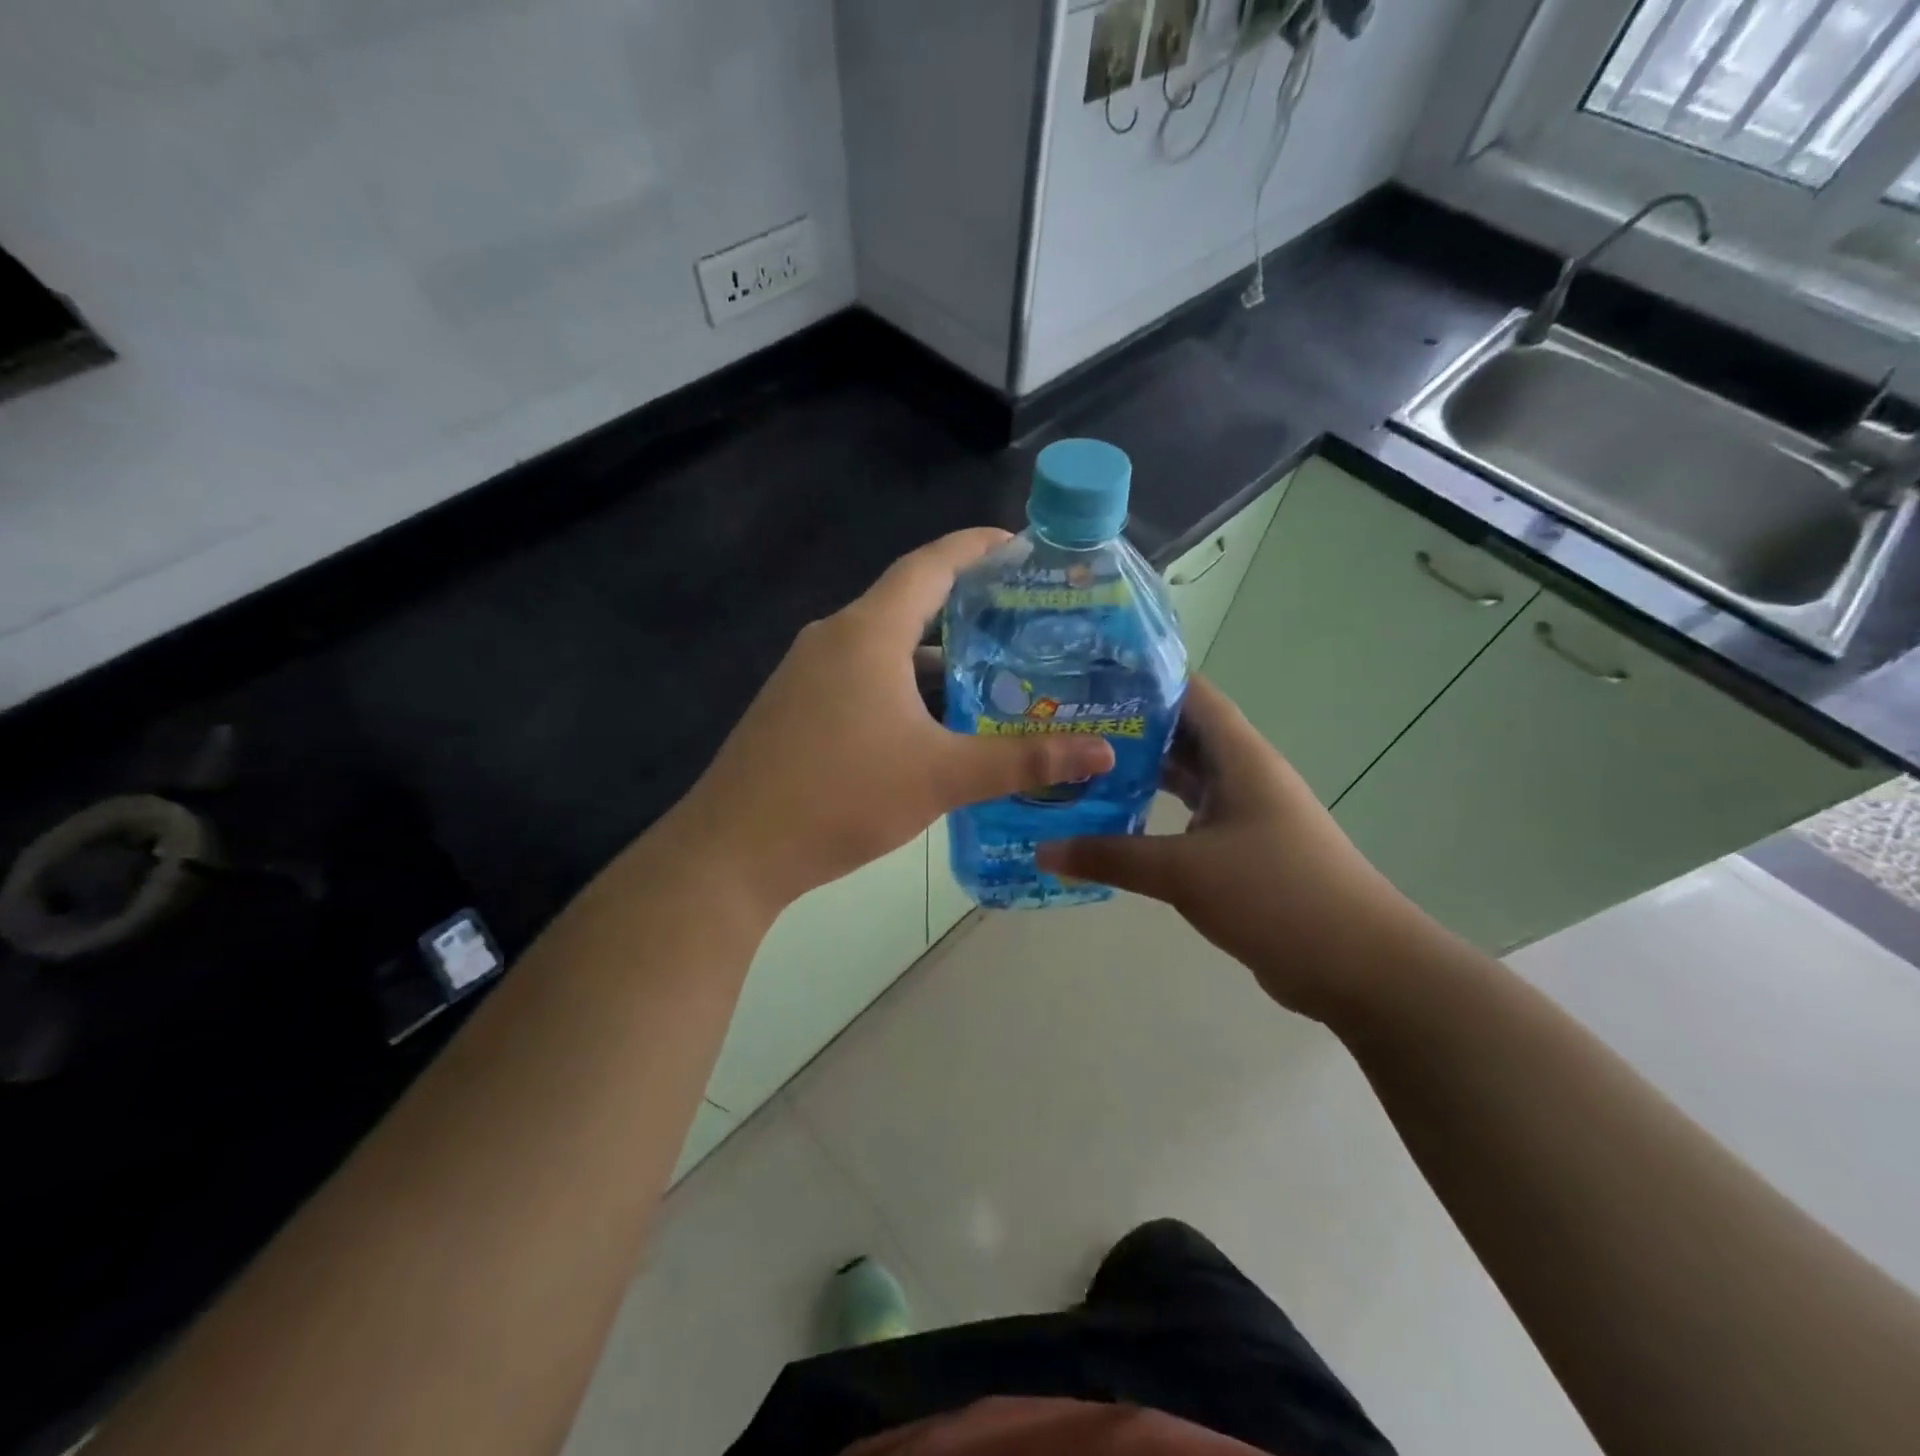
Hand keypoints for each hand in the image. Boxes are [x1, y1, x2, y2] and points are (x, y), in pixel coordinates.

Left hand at [673, 530, 1114, 908]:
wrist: (734, 851)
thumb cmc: (840, 797)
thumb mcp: (941, 777)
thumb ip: (1022, 761)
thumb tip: (1101, 752)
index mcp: (867, 633)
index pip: (930, 565)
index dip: (976, 547)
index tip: (1019, 545)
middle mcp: (833, 638)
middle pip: (908, 604)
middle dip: (966, 609)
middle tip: (1022, 623)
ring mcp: (806, 674)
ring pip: (883, 648)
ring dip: (934, 659)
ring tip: (989, 676)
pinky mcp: (794, 707)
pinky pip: (859, 677)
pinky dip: (901, 686)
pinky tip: (931, 724)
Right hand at [1037, 676, 1422, 1023]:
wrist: (1357, 964)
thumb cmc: (1276, 894)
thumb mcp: (1184, 872)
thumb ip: (1111, 856)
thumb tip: (1044, 849)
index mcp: (1239, 756)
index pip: (1189, 693)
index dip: (1142, 678)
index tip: (1087, 676)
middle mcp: (1243, 774)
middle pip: (1181, 734)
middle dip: (1129, 728)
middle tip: (1067, 727)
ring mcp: (1245, 813)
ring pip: (1184, 779)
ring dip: (1140, 774)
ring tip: (1080, 769)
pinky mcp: (1242, 851)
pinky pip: (1188, 819)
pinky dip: (1154, 817)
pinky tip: (1115, 826)